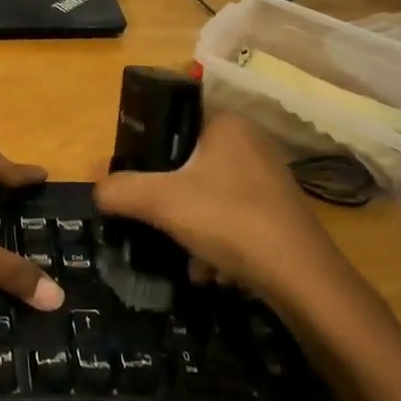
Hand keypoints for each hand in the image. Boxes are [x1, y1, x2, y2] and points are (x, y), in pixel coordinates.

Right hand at [93, 111, 350, 306]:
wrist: (304, 280)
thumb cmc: (229, 220)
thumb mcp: (161, 202)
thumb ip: (120, 190)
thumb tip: (96, 188)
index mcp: (226, 123)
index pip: (173, 120)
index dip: (147, 148)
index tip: (133, 178)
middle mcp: (250, 141)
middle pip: (187, 163)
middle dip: (169, 198)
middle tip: (154, 219)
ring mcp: (269, 178)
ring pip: (208, 195)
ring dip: (190, 226)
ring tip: (186, 256)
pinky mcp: (280, 211)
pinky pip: (233, 217)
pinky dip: (217, 242)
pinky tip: (211, 271)